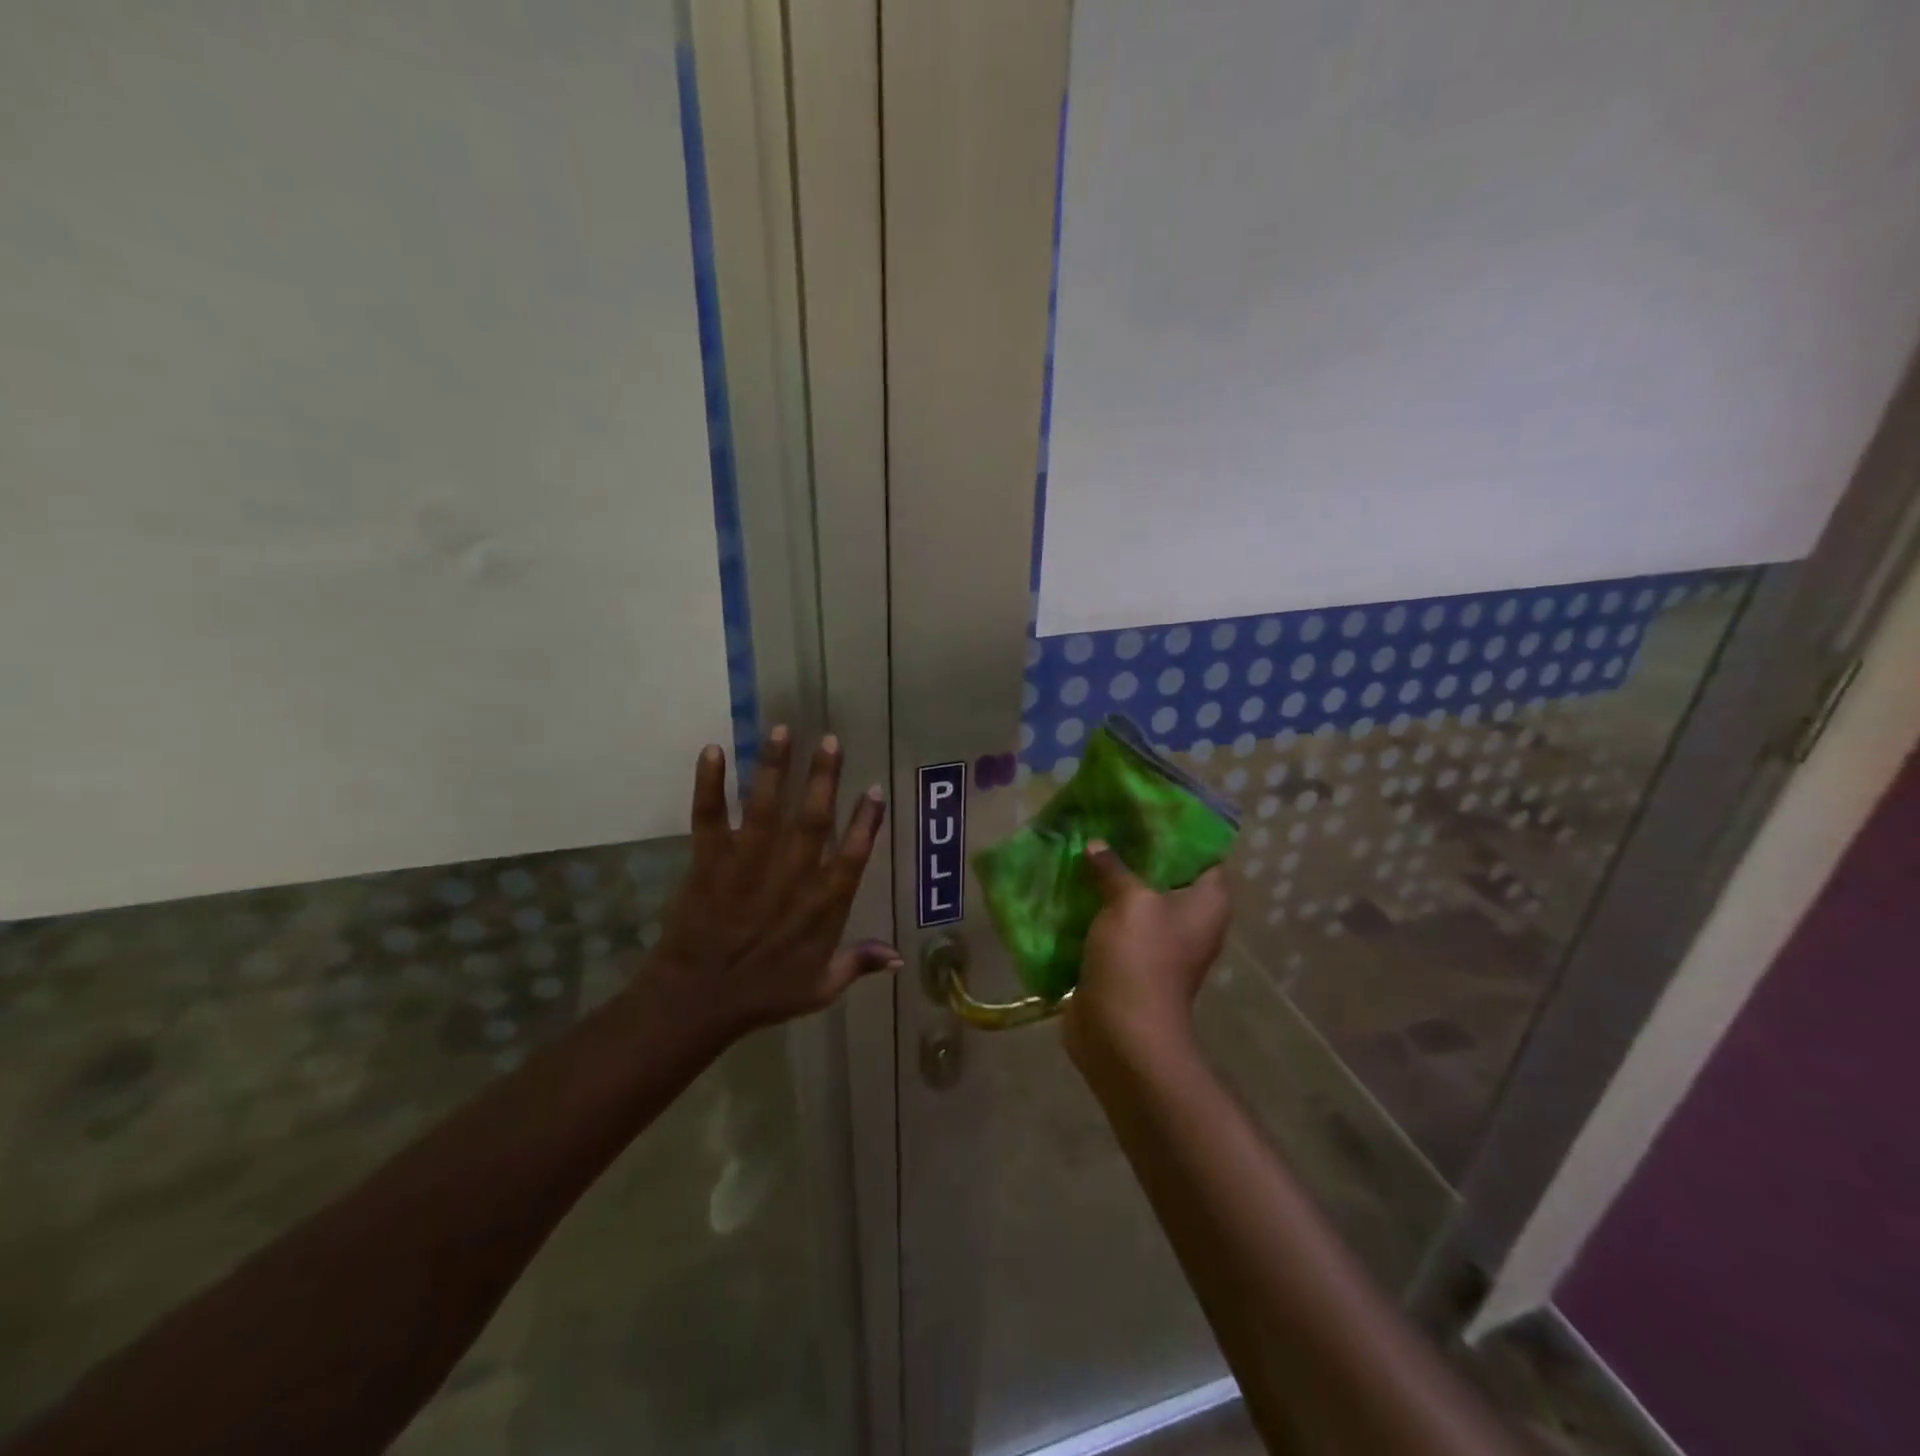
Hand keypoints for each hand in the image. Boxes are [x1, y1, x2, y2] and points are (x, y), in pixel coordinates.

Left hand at [641, 728, 898, 1036]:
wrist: (697, 1003)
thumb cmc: (763, 995)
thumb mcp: (820, 989)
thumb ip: (858, 964)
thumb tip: (900, 958)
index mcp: (821, 906)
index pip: (852, 856)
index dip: (866, 822)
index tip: (874, 790)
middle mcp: (790, 878)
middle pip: (813, 820)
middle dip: (823, 778)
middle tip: (831, 741)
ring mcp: (747, 867)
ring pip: (765, 809)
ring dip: (774, 768)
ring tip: (782, 730)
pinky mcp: (709, 863)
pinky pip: (709, 818)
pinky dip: (709, 785)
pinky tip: (712, 750)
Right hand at [1062, 840, 1230, 1068]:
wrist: (1121, 1034)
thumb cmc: (1140, 958)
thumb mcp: (1130, 901)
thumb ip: (1114, 867)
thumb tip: (1096, 845)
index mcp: (1206, 903)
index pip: (1203, 854)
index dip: (1179, 830)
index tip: (1146, 809)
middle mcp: (1189, 920)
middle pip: (1165, 874)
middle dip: (1134, 850)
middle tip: (1105, 822)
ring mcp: (1158, 943)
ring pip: (1135, 898)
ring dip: (1109, 879)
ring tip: (1081, 846)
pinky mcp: (1128, 960)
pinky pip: (1113, 923)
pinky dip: (1095, 907)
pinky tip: (1070, 884)